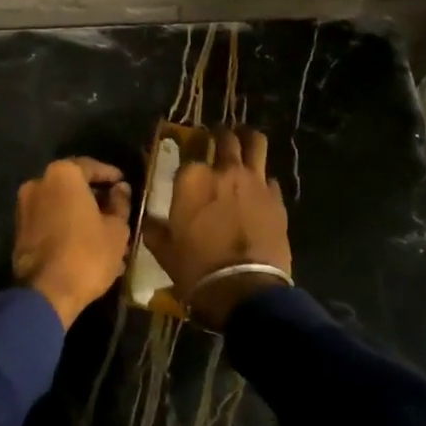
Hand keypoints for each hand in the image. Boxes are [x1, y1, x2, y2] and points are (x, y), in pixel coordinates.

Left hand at [13, 158, 132, 328]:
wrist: (46, 293)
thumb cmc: (87, 253)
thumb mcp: (116, 229)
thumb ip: (120, 203)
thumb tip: (120, 189)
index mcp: (62, 174)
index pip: (91, 167)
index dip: (110, 175)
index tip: (123, 183)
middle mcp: (39, 182)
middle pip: (73, 186)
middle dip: (94, 198)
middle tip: (115, 211)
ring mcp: (25, 207)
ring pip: (60, 206)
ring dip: (80, 216)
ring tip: (103, 234)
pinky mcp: (19, 231)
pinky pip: (48, 222)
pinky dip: (65, 228)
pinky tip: (84, 246)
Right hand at [142, 128, 291, 329]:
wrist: (245, 290)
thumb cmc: (197, 269)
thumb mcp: (164, 251)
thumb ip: (155, 229)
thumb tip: (148, 221)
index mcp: (192, 178)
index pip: (188, 150)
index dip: (187, 150)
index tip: (186, 156)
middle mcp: (223, 170)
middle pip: (225, 137)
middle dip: (220, 135)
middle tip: (218, 139)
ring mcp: (254, 181)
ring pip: (255, 143)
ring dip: (248, 139)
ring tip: (244, 141)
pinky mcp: (277, 198)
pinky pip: (270, 178)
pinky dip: (263, 180)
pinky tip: (259, 189)